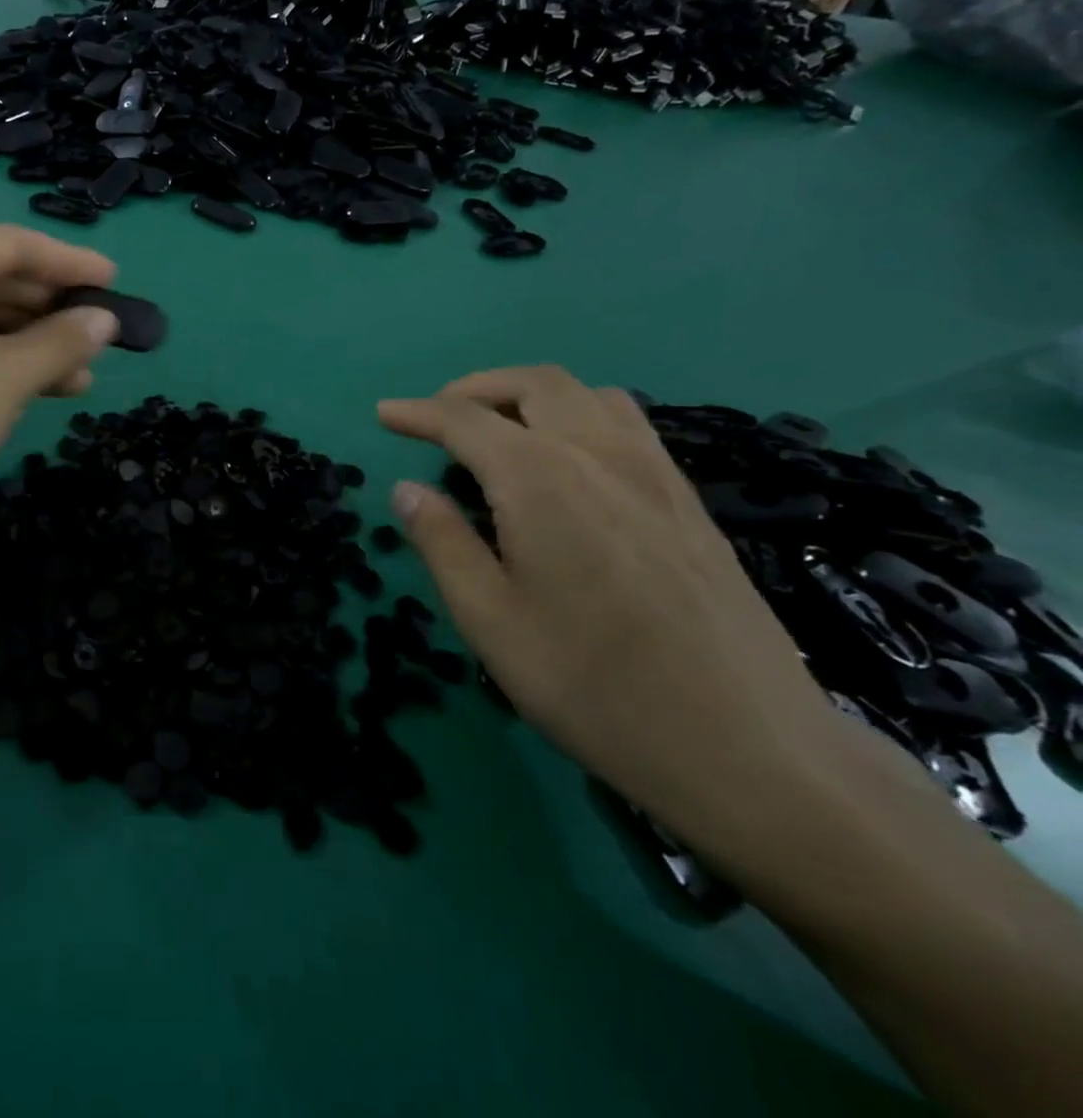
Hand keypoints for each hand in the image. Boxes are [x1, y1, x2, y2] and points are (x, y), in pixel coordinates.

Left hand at [0, 225, 119, 549]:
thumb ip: (63, 340)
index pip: (14, 245)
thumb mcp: (9, 377)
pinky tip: (34, 384)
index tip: (114, 282)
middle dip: (50, 312)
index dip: (71, 265)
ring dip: (26, 341)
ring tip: (78, 374)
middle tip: (99, 336)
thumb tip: (104, 321)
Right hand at [378, 366, 843, 845]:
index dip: (417, 413)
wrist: (748, 748)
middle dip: (475, 388)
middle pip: (533, 384)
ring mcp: (654, 473)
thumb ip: (442, 542)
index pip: (465, 420)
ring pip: (587, 393)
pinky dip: (578, 414)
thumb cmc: (593, 685)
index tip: (383, 415)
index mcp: (540, 479)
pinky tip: (568, 461)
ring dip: (530, 395)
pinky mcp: (688, 500)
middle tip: (437, 417)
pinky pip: (627, 423)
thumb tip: (408, 490)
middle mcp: (599, 455)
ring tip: (499, 429)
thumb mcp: (489, 620)